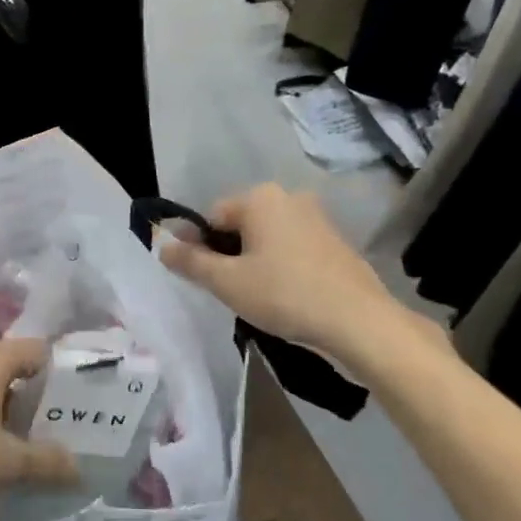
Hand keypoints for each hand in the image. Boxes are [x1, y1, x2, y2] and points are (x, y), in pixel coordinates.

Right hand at [158, 184, 414, 368]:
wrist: (360, 322)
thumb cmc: (284, 295)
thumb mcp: (226, 282)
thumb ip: (189, 262)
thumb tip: (161, 246)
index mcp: (260, 198)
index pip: (211, 217)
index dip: (198, 247)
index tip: (199, 278)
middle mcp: (289, 198)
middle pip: (239, 225)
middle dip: (226, 254)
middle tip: (226, 289)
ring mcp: (317, 218)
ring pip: (266, 238)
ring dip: (252, 261)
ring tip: (255, 296)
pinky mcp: (335, 242)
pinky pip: (292, 248)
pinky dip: (280, 266)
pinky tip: (284, 296)